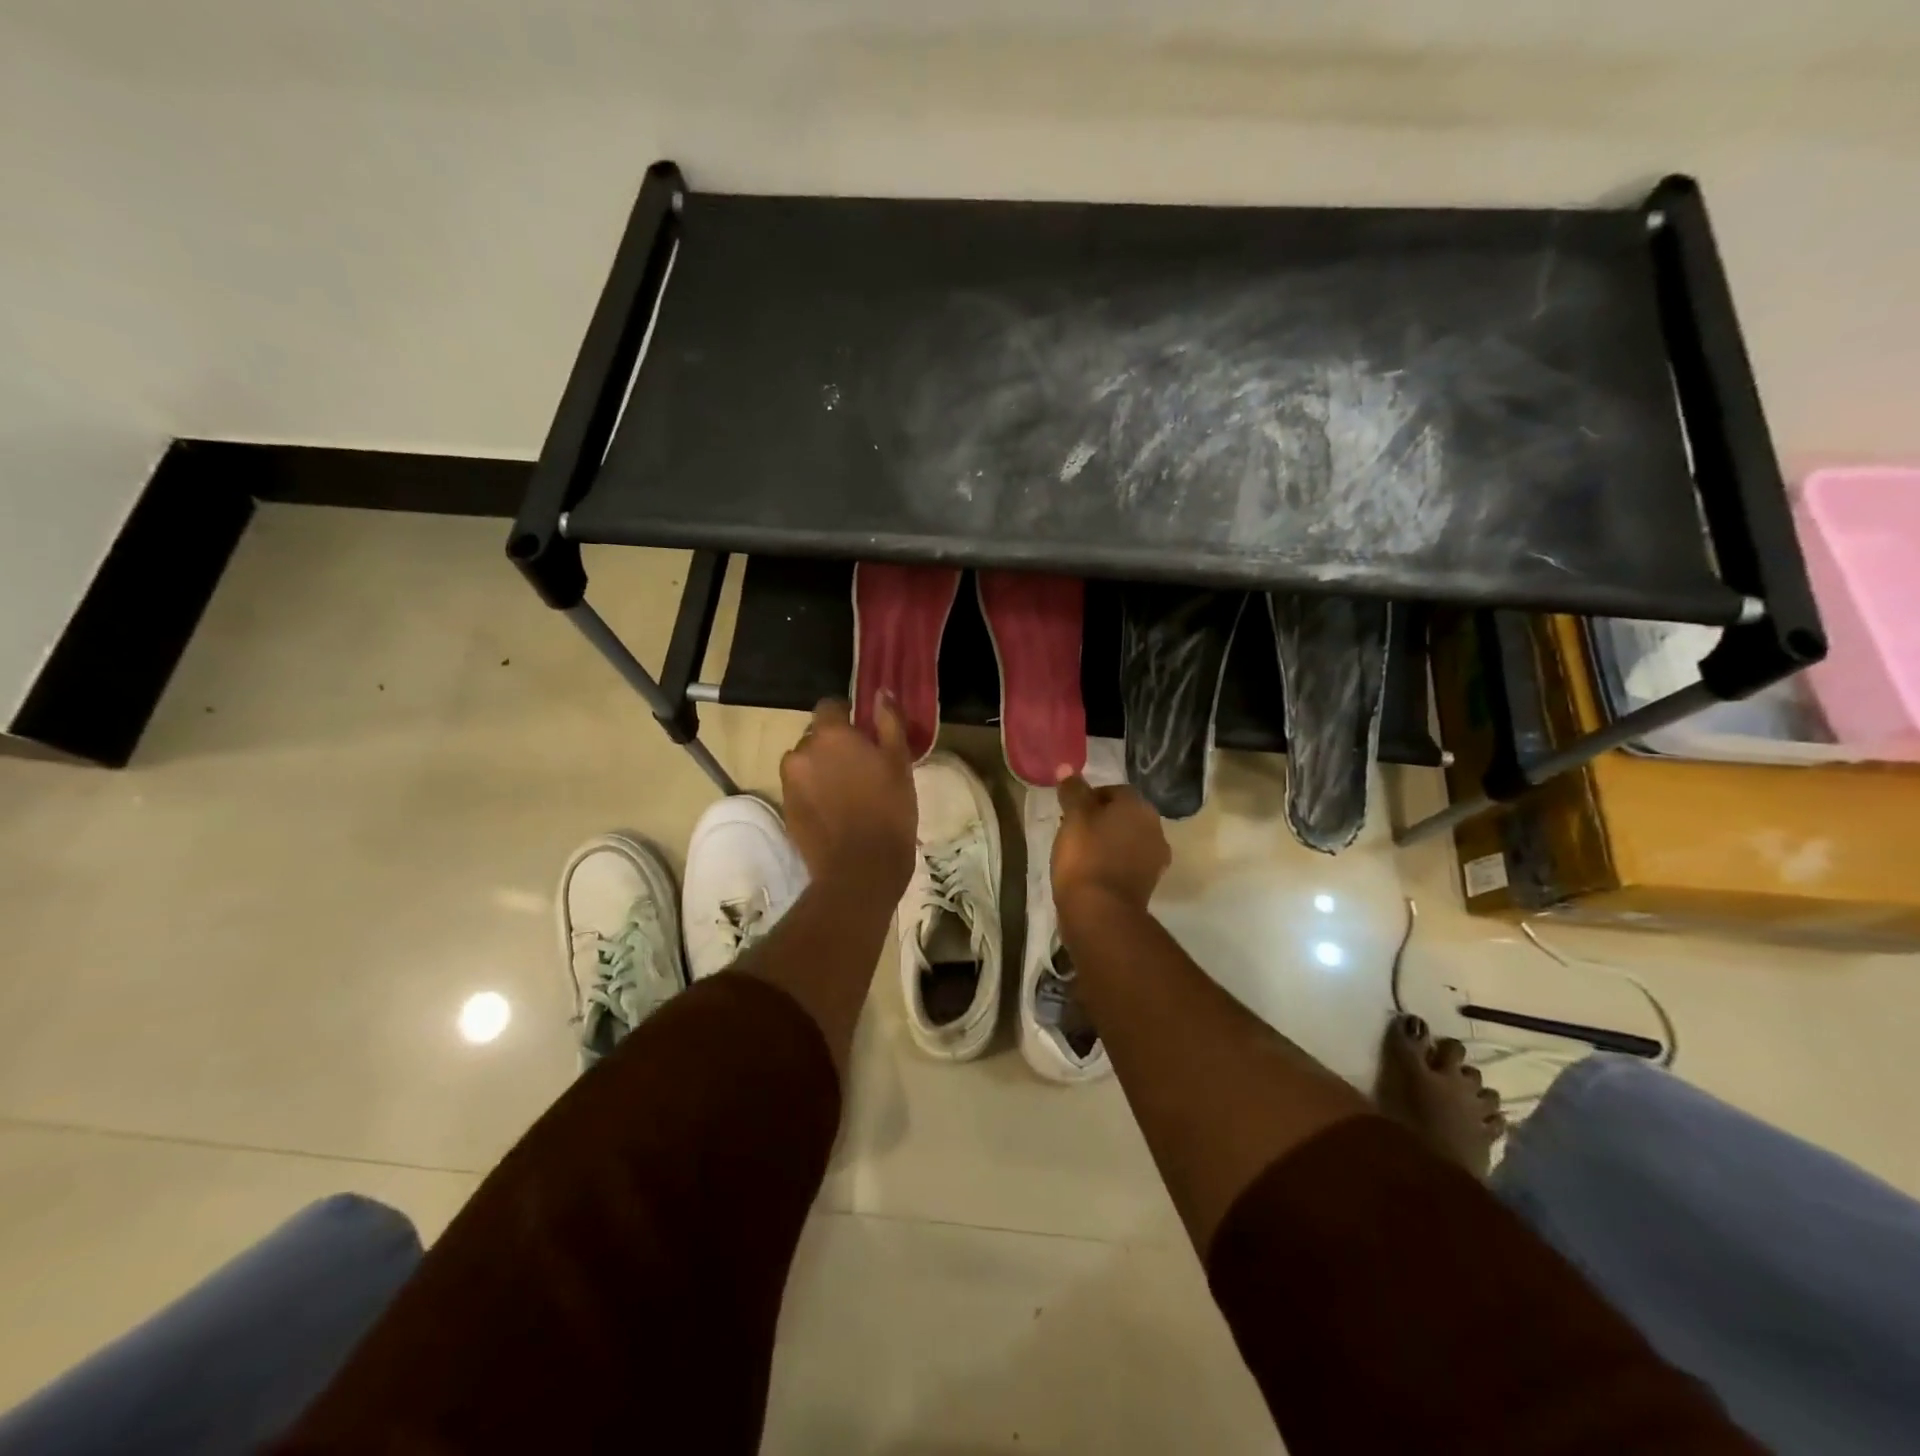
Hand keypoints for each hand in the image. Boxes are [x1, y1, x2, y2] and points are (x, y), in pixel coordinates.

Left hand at [780, 697, 916, 901]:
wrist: (860, 869)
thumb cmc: (889, 811)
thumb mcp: (899, 762)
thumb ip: (889, 722)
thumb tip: (880, 693)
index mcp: (830, 735)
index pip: (830, 705)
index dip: (848, 716)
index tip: (866, 734)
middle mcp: (801, 751)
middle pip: (816, 736)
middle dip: (834, 745)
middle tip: (862, 767)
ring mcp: (789, 782)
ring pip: (806, 763)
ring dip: (821, 769)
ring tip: (847, 792)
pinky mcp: (785, 808)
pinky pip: (800, 788)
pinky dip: (814, 792)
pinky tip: (836, 812)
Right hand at [1052, 772, 1169, 921]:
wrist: (1100, 911)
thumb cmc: (1085, 855)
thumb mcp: (1074, 817)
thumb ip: (1073, 790)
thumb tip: (1068, 769)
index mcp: (1139, 806)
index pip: (1114, 790)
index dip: (1089, 798)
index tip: (1069, 813)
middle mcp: (1155, 827)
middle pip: (1123, 815)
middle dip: (1100, 820)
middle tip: (1073, 832)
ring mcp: (1156, 858)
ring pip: (1127, 840)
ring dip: (1108, 842)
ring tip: (1080, 854)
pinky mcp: (1149, 883)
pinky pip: (1128, 863)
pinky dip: (1113, 863)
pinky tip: (1093, 872)